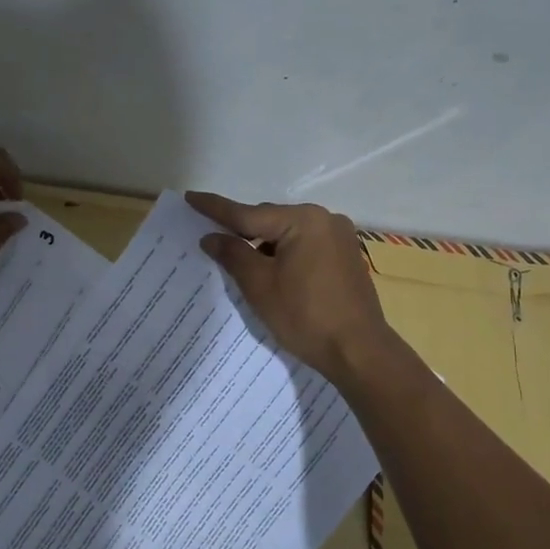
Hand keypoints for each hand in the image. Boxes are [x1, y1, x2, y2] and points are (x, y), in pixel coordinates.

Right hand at [186, 191, 399, 384]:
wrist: (359, 352)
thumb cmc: (305, 317)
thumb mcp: (260, 286)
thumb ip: (233, 254)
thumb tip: (211, 237)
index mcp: (303, 220)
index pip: (248, 213)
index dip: (216, 208)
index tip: (191, 197)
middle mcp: (325, 219)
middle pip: (271, 220)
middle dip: (242, 230)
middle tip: (212, 238)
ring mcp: (340, 237)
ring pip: (288, 234)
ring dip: (264, 244)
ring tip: (239, 260)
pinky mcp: (346, 256)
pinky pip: (306, 246)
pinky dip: (285, 254)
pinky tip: (272, 271)